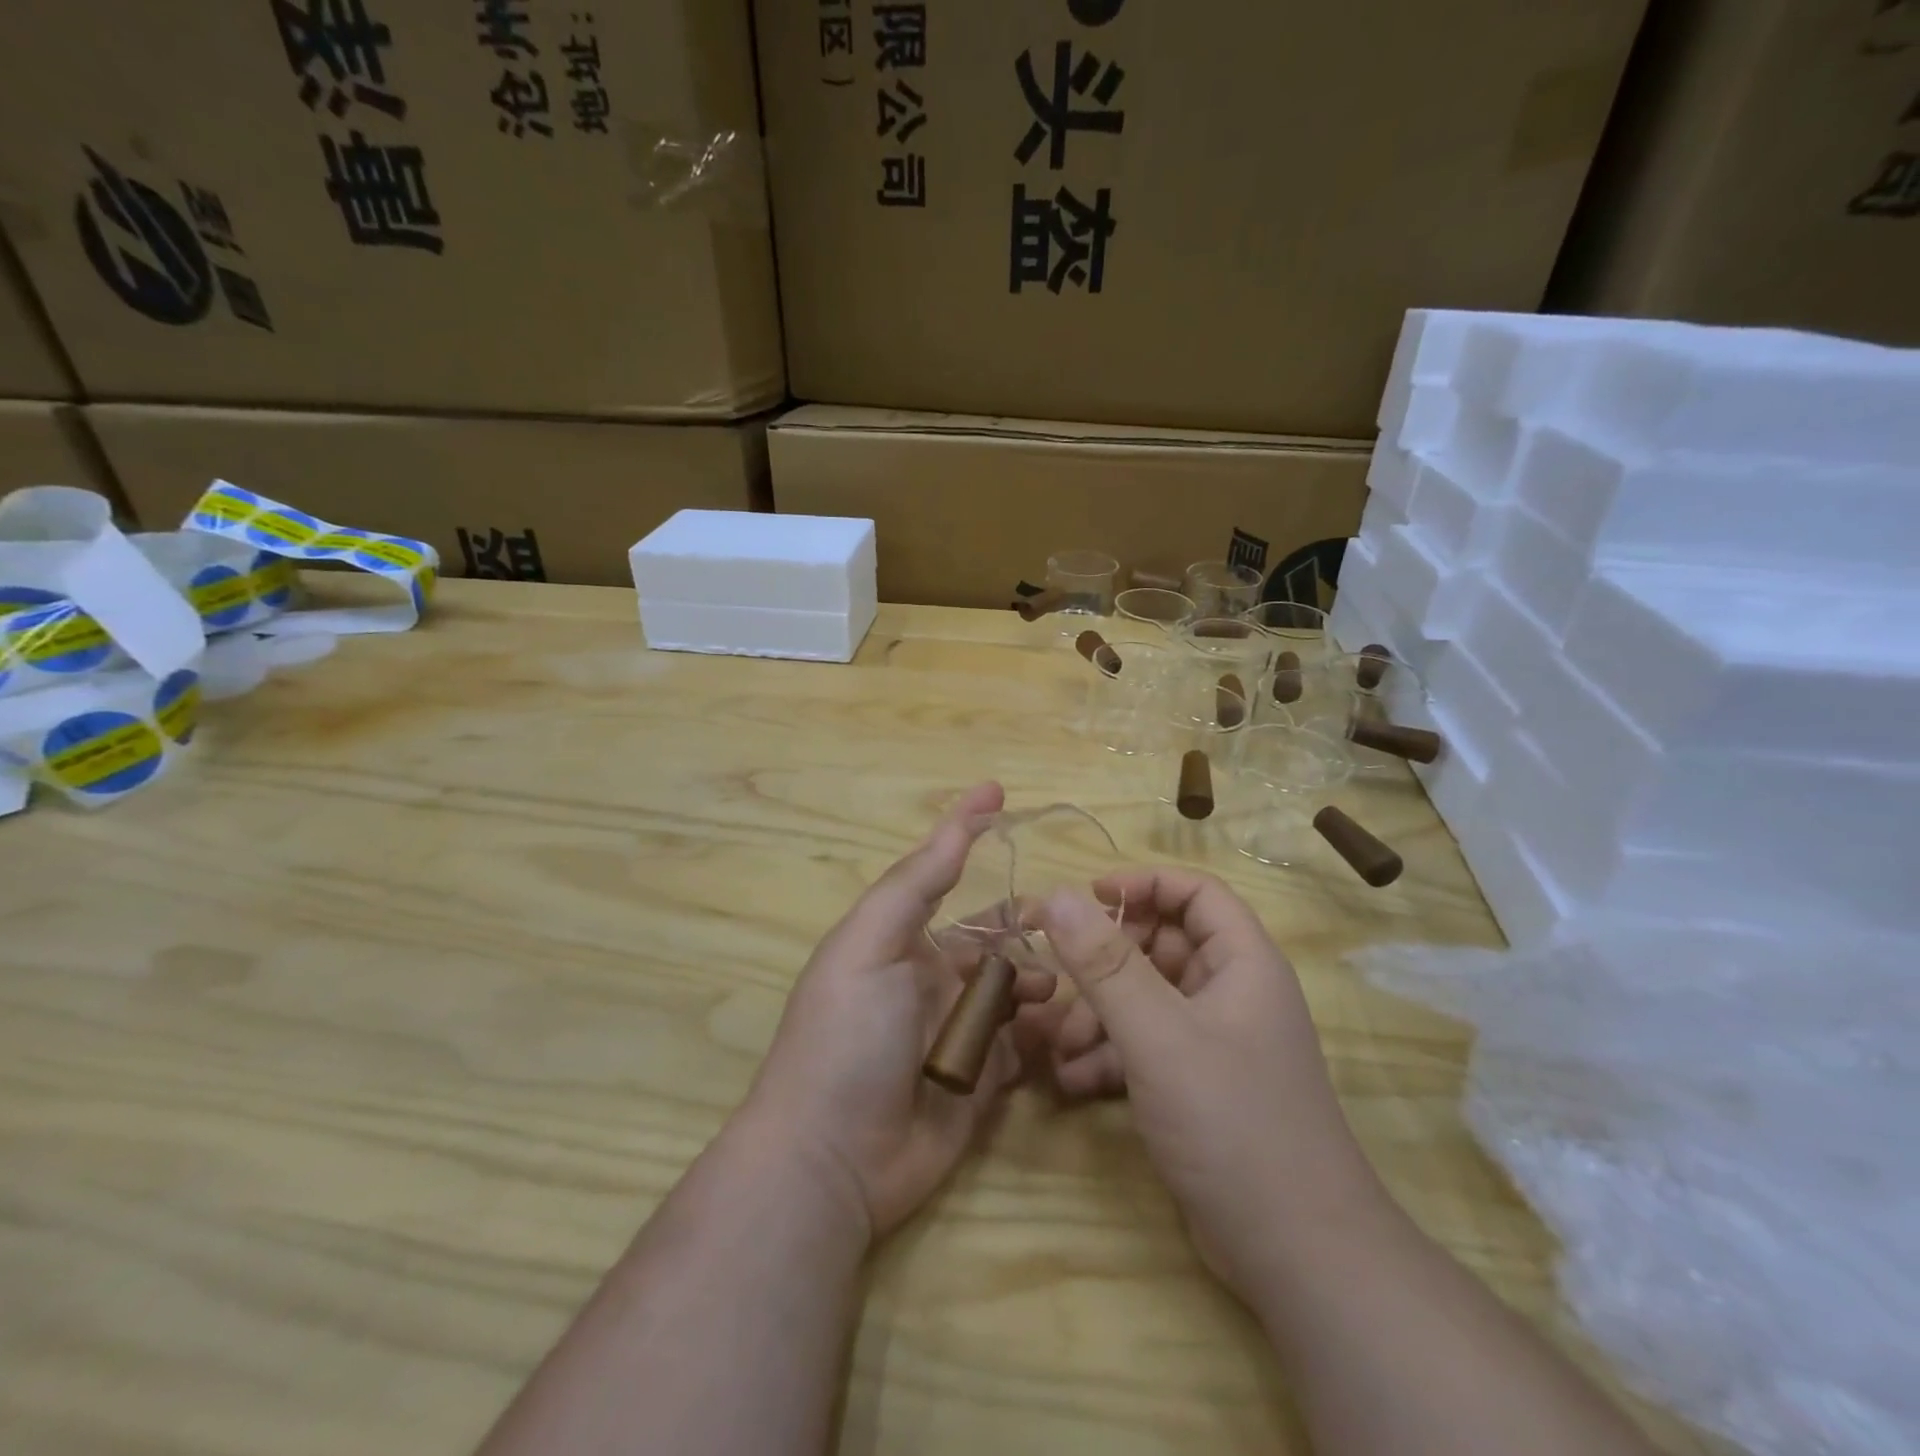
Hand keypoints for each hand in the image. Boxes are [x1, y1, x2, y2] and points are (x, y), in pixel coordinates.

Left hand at [743, 782, 1055, 1240]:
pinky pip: (1027, 1043)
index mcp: (902, 942)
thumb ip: (913, 887)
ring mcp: (962, 1030)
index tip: (998, 792)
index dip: (968, 832)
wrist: (833, 1160)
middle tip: (1071, 923)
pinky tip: (1069, 1026)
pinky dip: (1049, 1030)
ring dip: (1044, 978)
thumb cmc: (846, 1036)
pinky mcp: (987, 1080)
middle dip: (1029, 925)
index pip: (944, 875)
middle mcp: (934, 979)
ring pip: (1018, 987)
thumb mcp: (868, 946)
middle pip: (995, 936)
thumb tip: (955, 826)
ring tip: (1064, 984)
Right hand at [1032, 869, 1383, 1297]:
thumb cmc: (1232, 1121)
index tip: (1087, 896)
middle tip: (1059, 981)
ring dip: (1098, 1015)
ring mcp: (1215, 1042)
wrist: (1295, 1255)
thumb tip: (1055, 896)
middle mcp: (1232, 993)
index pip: (1196, 893)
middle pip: (1161, 946)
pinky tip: (1073, 1082)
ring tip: (1059, 1048)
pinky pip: (1145, 1047)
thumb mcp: (1157, 1034)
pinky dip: (1109, 1056)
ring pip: (1146, 1000)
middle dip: (1105, 964)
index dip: (1143, 884)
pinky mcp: (1197, 1086)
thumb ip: (1104, 964)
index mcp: (1242, 963)